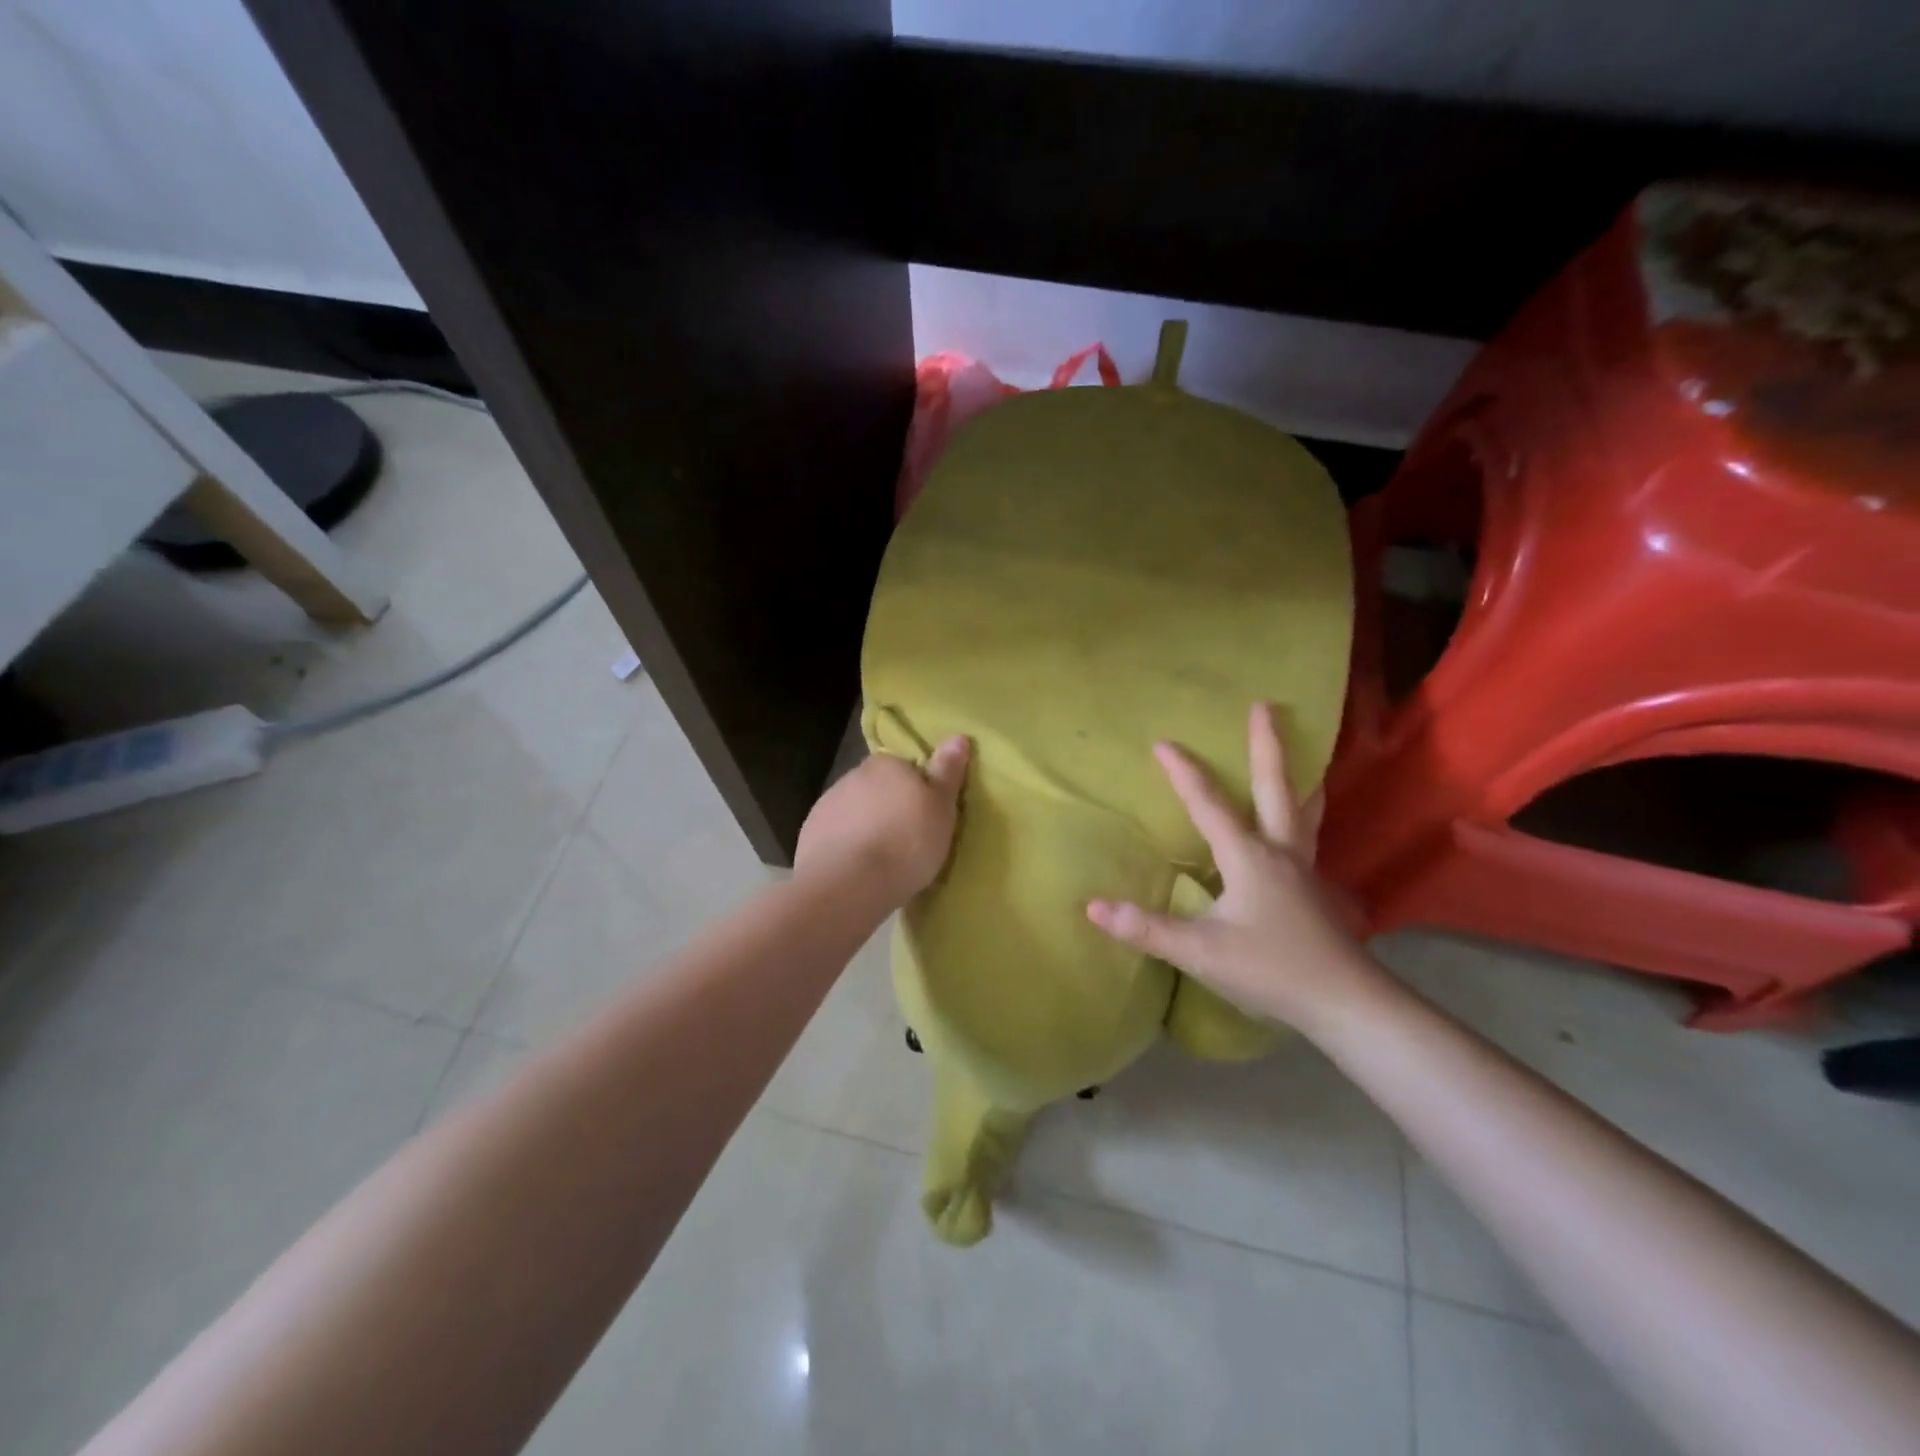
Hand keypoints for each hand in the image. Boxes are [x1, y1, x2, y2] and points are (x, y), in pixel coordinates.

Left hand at [794, 736, 970, 905]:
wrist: (848, 884)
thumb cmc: (906, 843)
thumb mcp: (941, 808)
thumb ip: (947, 772)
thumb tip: (958, 736)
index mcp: (887, 764)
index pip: (906, 767)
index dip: (918, 790)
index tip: (926, 815)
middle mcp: (853, 775)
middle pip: (878, 788)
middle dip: (890, 807)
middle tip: (908, 839)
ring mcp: (827, 804)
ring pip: (855, 810)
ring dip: (867, 826)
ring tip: (882, 859)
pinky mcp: (809, 833)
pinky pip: (835, 834)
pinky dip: (846, 846)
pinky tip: (857, 868)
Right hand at [1085, 703, 1389, 1036]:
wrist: (1346, 1003)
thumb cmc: (1271, 969)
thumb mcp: (1200, 951)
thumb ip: (1146, 928)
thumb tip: (1093, 906)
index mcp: (1248, 857)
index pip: (1209, 805)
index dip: (1184, 772)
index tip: (1162, 741)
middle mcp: (1280, 851)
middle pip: (1276, 787)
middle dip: (1268, 746)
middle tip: (1266, 706)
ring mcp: (1304, 869)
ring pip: (1302, 811)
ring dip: (1298, 778)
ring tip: (1305, 757)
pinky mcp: (1316, 891)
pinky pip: (1307, 836)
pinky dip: (1304, 814)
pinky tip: (1299, 828)